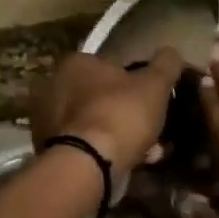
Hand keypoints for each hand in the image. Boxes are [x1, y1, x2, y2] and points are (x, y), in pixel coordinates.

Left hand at [29, 49, 185, 179]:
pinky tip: (129, 163)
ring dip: (121, 135)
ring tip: (148, 152)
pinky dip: (106, 151)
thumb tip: (171, 52)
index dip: (135, 83)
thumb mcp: (154, 84)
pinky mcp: (49, 148)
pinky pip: (86, 145)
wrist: (88, 165)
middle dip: (128, 112)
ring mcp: (48, 119)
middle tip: (152, 128)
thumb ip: (166, 64)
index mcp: (76, 63)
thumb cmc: (120, 114)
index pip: (110, 66)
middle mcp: (55, 86)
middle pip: (102, 97)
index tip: (152, 101)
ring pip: (96, 123)